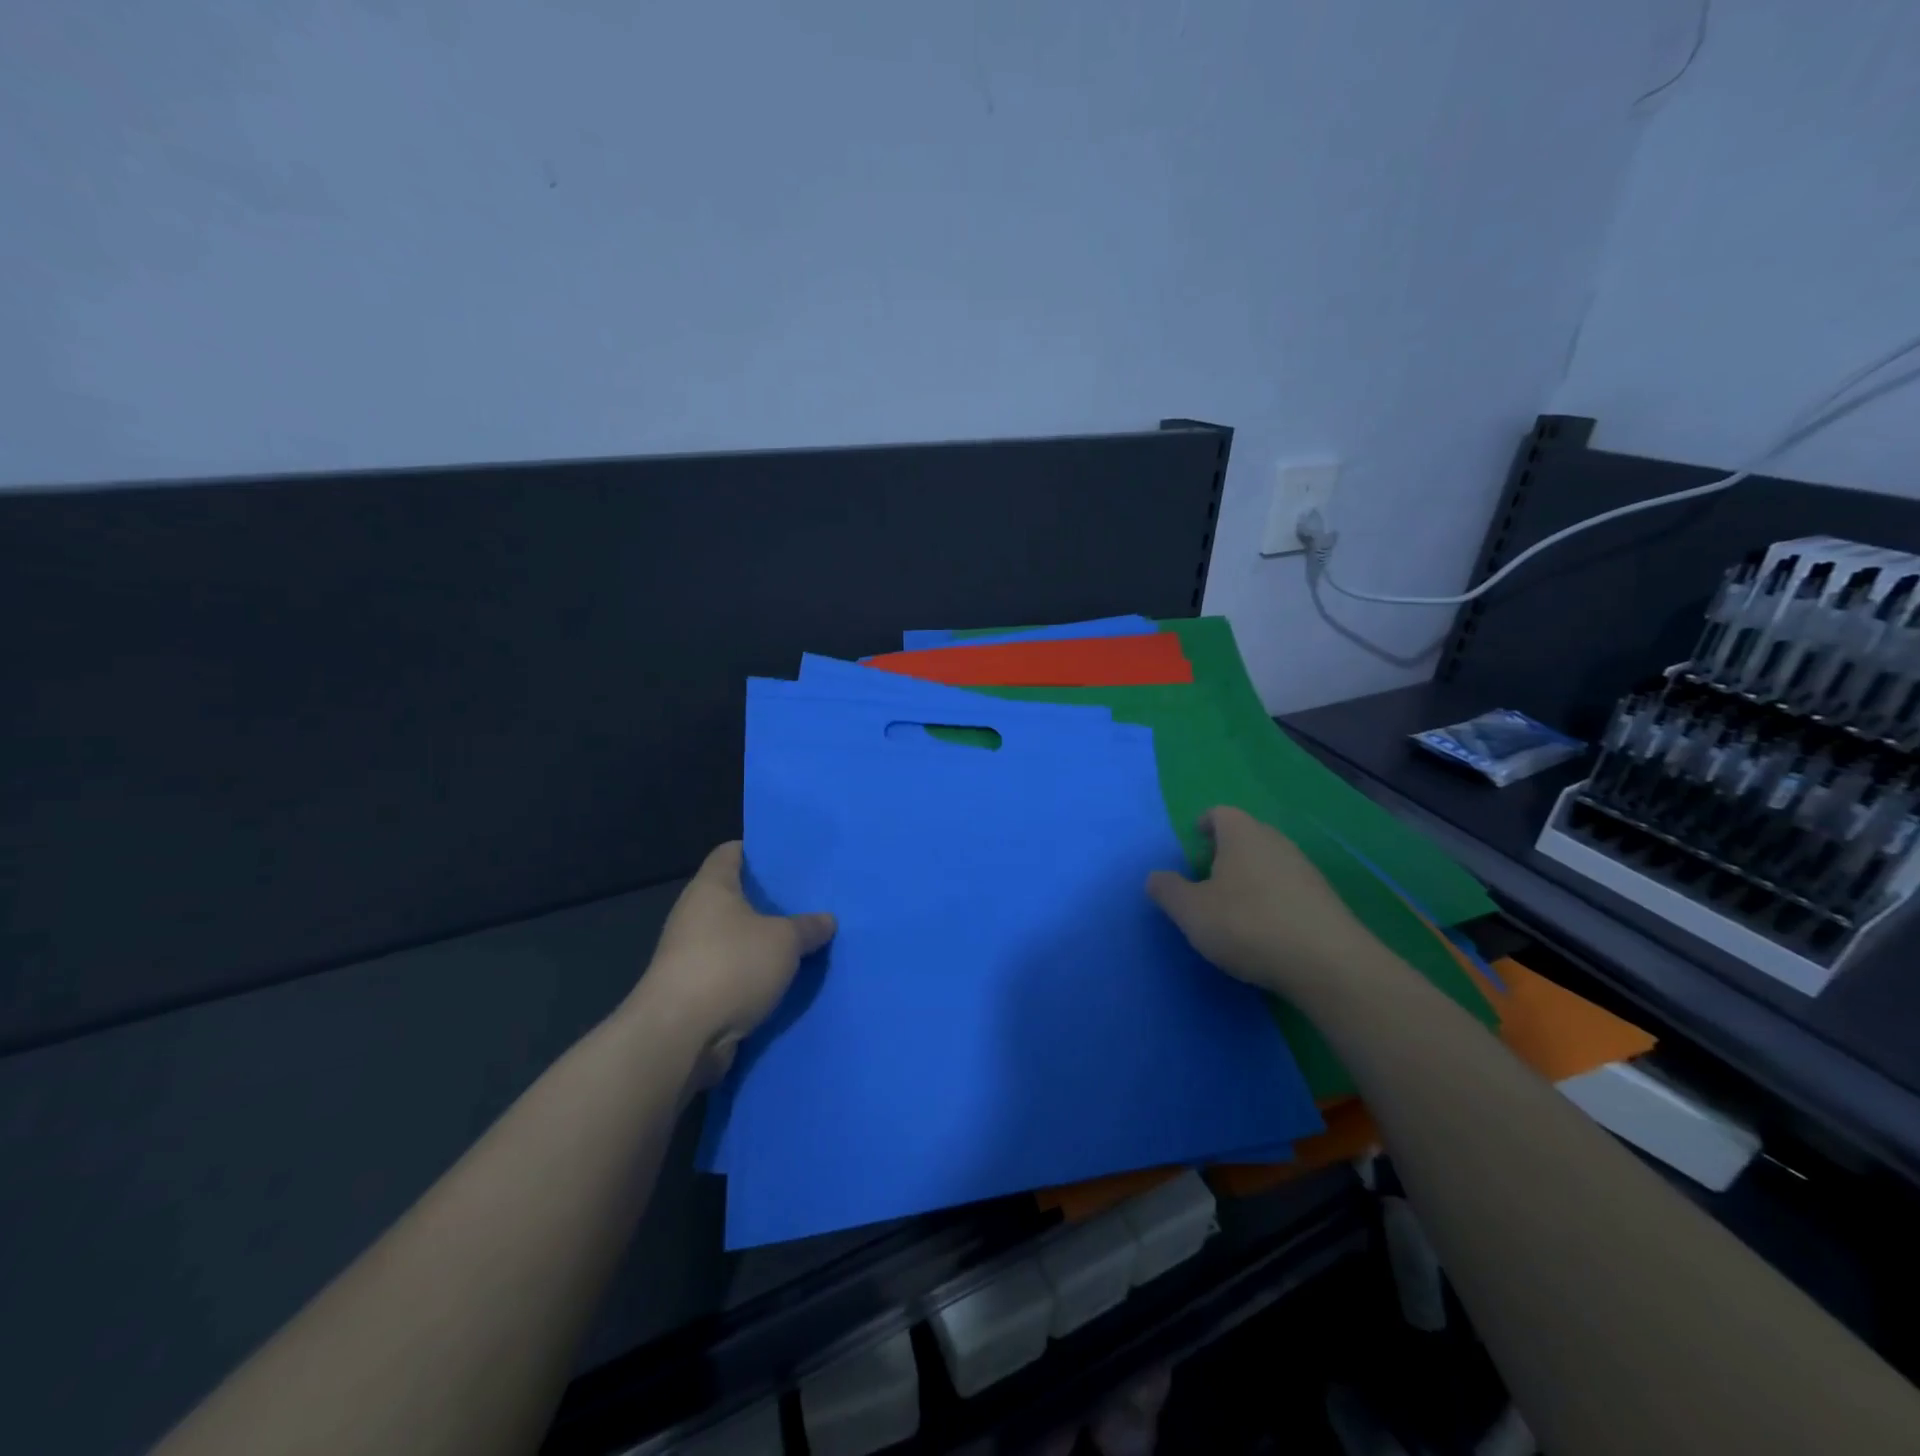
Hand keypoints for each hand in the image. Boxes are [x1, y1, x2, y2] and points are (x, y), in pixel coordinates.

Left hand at [634, 841, 834, 1084]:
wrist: (680, 1037)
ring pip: (734, 938)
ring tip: (802, 941)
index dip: (757, 850)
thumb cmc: (731, 966)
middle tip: (807, 900)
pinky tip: (782, 979)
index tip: (788, 857)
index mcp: (711, 888)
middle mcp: (694, 915)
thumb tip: (826, 920)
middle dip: (768, 901)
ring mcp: (690, 955)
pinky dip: (753, 975)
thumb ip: (807, 927)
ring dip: (762, 943)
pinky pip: (731, 972)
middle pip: (734, 897)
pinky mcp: (692, 992)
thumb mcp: (784, 941)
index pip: (730, 852)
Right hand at [1146, 806, 1375, 999]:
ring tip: (1233, 906)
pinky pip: (1289, 888)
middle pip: (1247, 835)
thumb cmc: (1248, 925)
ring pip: (1269, 862)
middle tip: (1207, 876)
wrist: (1328, 964)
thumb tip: (1156, 877)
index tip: (1194, 841)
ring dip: (1250, 876)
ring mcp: (1305, 870)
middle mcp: (1276, 842)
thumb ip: (1168, 890)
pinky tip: (1265, 928)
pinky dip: (1272, 899)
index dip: (1204, 824)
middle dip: (1226, 851)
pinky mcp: (1325, 900)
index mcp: (1242, 835)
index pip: (1220, 813)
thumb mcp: (1191, 911)